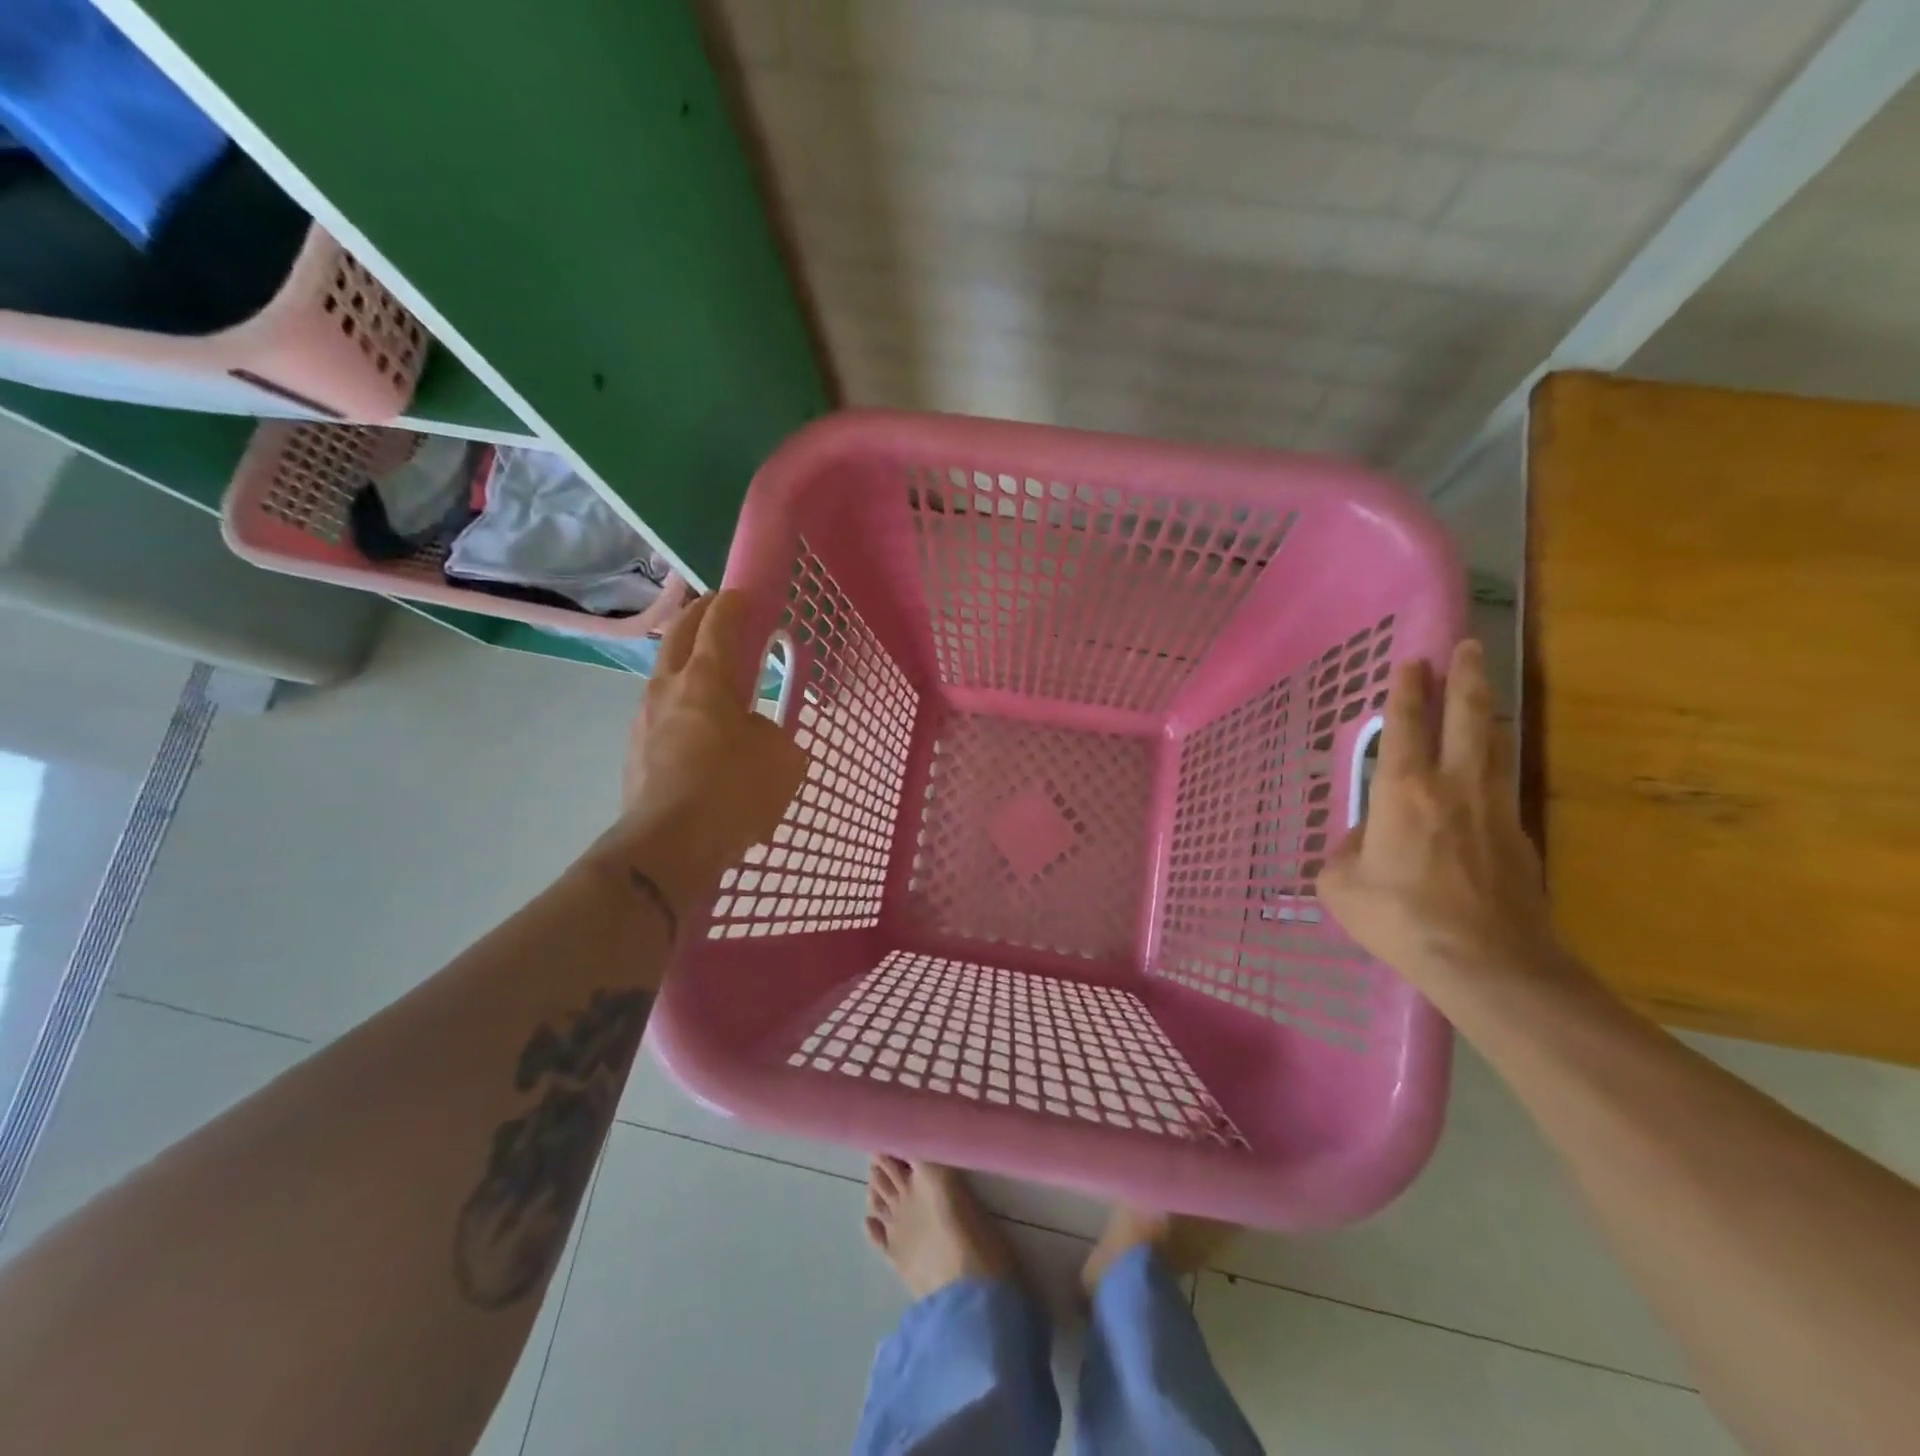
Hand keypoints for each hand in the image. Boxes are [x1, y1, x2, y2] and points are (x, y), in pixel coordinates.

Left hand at [605, 592, 807, 912]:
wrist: (669, 846)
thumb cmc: (733, 792)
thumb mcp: (782, 759)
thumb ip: (774, 734)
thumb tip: (756, 733)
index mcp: (707, 680)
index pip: (718, 624)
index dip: (732, 604)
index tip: (743, 594)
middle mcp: (669, 688)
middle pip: (677, 633)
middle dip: (697, 613)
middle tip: (715, 608)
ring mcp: (644, 718)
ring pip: (662, 672)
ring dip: (683, 658)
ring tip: (705, 669)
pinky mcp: (634, 750)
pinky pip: (658, 710)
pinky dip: (677, 700)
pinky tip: (693, 723)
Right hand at [1318, 640, 1561, 992]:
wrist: (1489, 964)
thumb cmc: (1402, 919)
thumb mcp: (1342, 887)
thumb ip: (1344, 853)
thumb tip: (1362, 842)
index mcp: (1403, 792)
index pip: (1405, 726)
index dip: (1407, 690)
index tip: (1413, 660)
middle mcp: (1453, 787)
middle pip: (1466, 717)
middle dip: (1465, 677)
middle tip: (1468, 646)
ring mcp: (1495, 810)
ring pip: (1495, 745)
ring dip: (1487, 712)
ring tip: (1483, 693)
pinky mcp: (1520, 838)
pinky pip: (1503, 785)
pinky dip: (1493, 764)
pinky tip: (1486, 772)